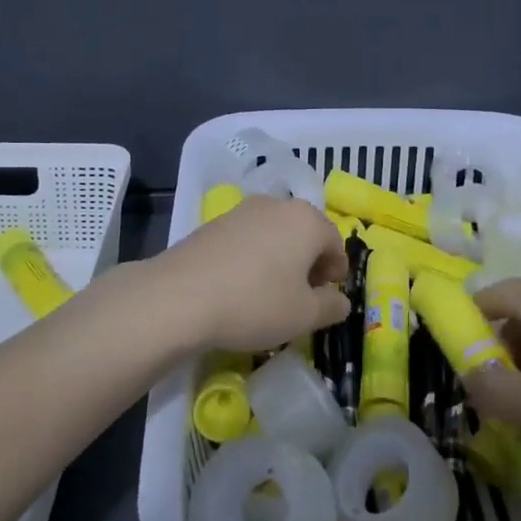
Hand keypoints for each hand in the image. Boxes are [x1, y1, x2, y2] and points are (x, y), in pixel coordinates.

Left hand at [144, 196, 351, 351]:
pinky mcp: (214, 222)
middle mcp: (277, 205)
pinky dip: (252, 258)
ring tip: (268, 293)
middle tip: (300, 297)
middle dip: (308, 263)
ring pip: (274, 234)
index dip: (335, 272)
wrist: (180, 295)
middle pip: (304, 233)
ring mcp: (242, 210)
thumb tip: (340, 300)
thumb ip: (331, 306)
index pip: (335, 243)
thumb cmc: (255, 302)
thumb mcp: (304, 316)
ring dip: (279, 259)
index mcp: (307, 220)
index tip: (325, 299)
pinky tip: (239, 286)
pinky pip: (246, 239)